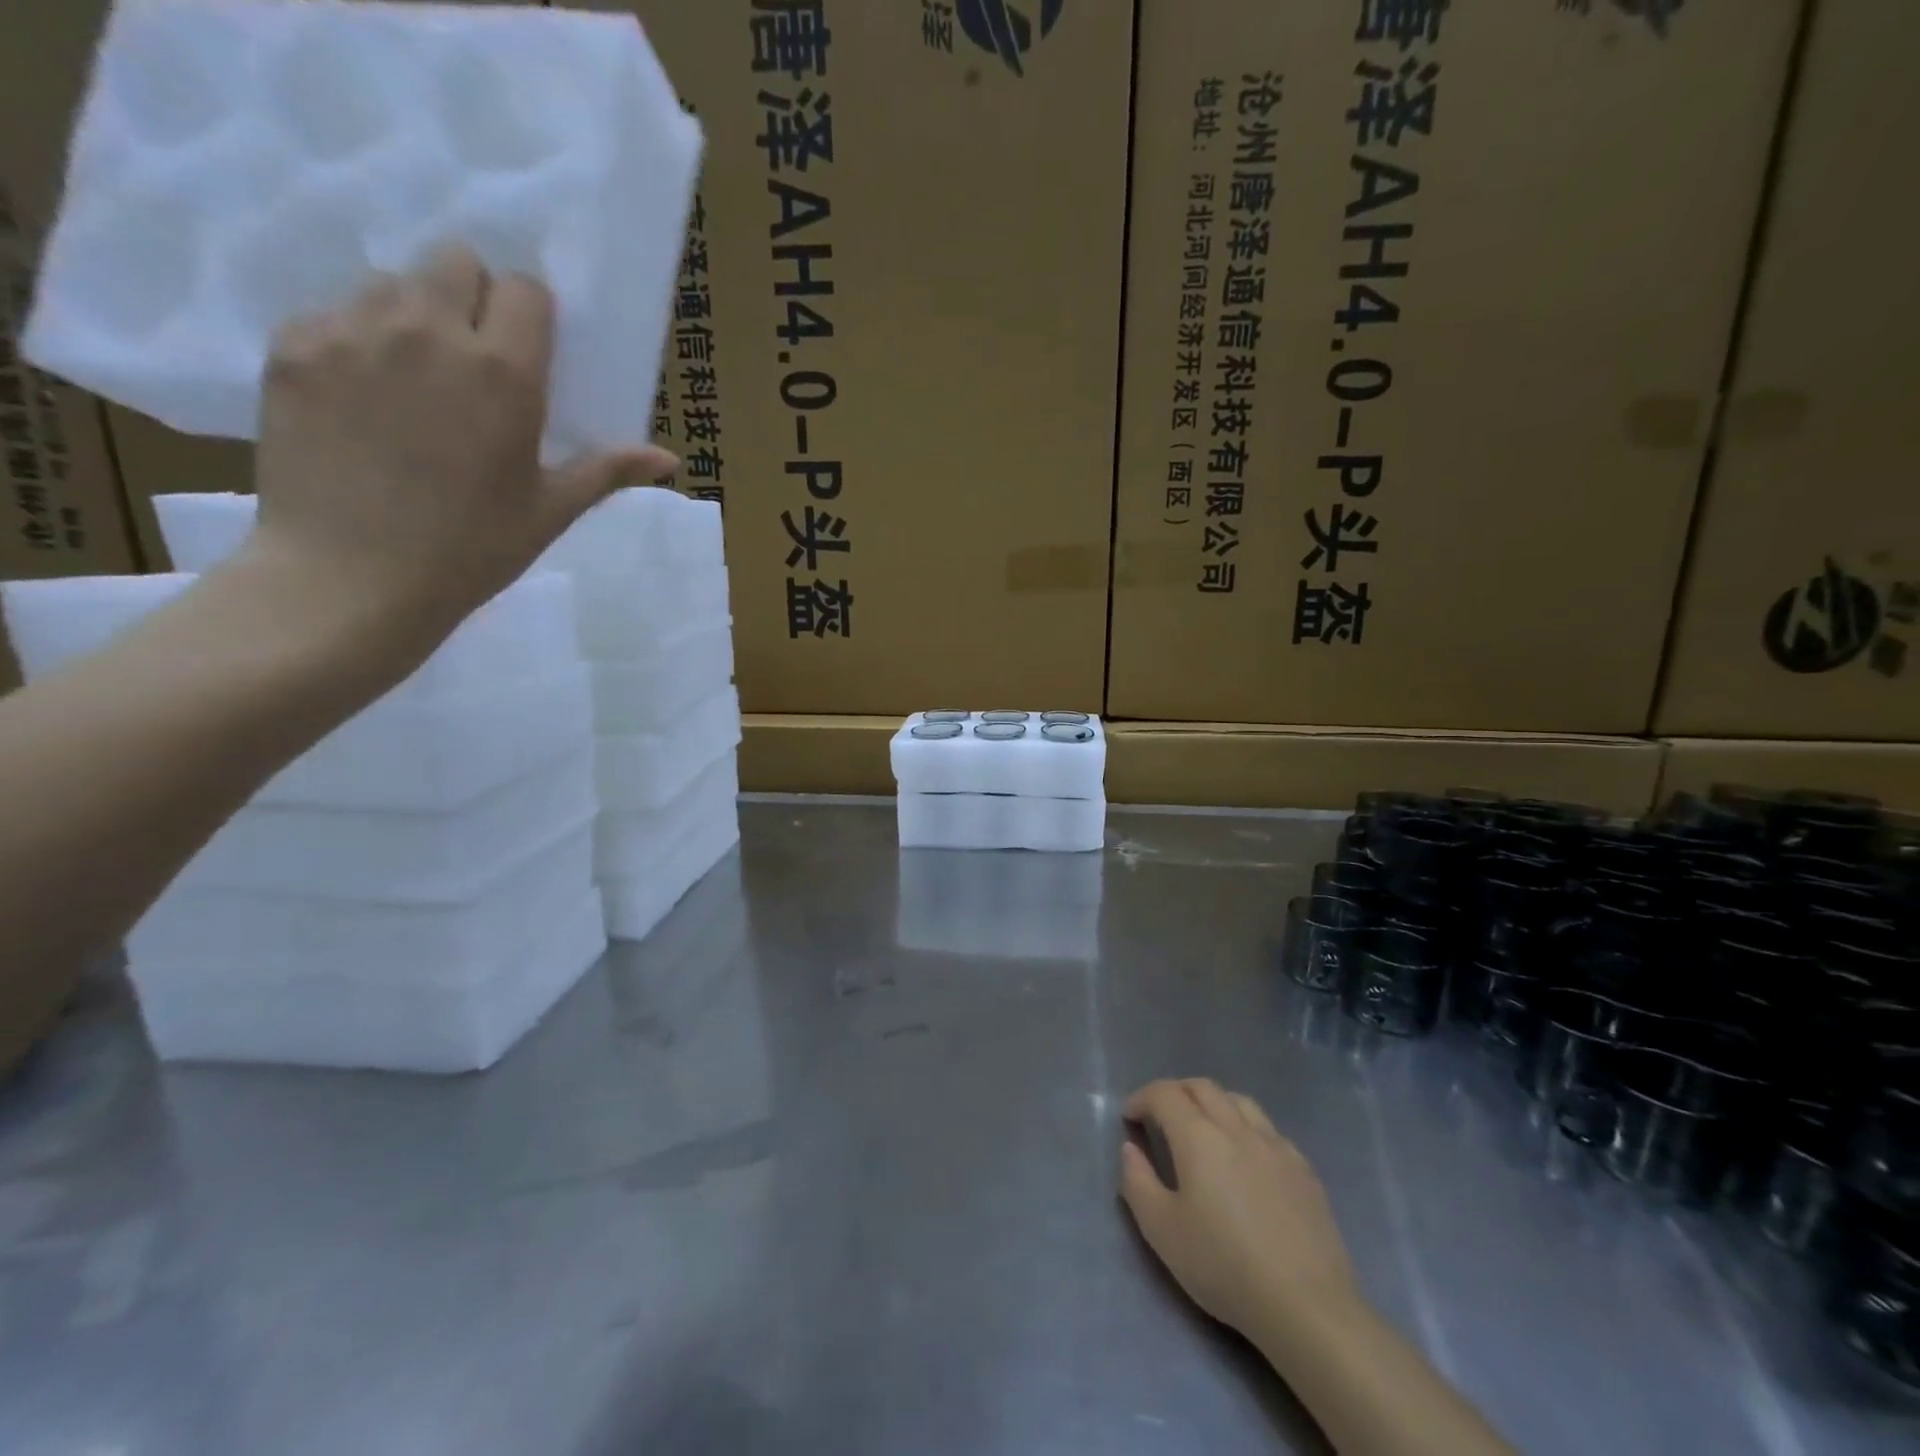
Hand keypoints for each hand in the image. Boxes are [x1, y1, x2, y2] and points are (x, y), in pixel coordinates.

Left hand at [244, 244, 676, 654]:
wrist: (351, 578)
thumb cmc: (472, 549)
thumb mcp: (551, 510)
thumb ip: (607, 470)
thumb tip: (669, 460)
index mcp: (504, 373)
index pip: (525, 289)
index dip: (531, 316)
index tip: (528, 355)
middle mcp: (429, 331)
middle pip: (455, 260)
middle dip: (473, 296)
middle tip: (472, 359)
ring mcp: (352, 331)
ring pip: (391, 282)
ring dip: (413, 314)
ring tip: (414, 378)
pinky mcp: (292, 346)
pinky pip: (333, 313)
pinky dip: (355, 341)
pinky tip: (361, 399)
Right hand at [1121, 1079, 1357, 1342]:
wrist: (1307, 1306)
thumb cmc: (1224, 1266)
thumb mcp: (1162, 1231)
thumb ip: (1137, 1182)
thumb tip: (1131, 1149)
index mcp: (1199, 1136)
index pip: (1165, 1094)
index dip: (1142, 1098)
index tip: (1130, 1117)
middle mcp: (1237, 1127)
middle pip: (1202, 1087)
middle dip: (1175, 1092)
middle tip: (1160, 1115)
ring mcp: (1276, 1145)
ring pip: (1238, 1101)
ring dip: (1213, 1102)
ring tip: (1203, 1127)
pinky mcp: (1304, 1169)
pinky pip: (1268, 1129)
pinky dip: (1246, 1127)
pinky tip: (1247, 1157)